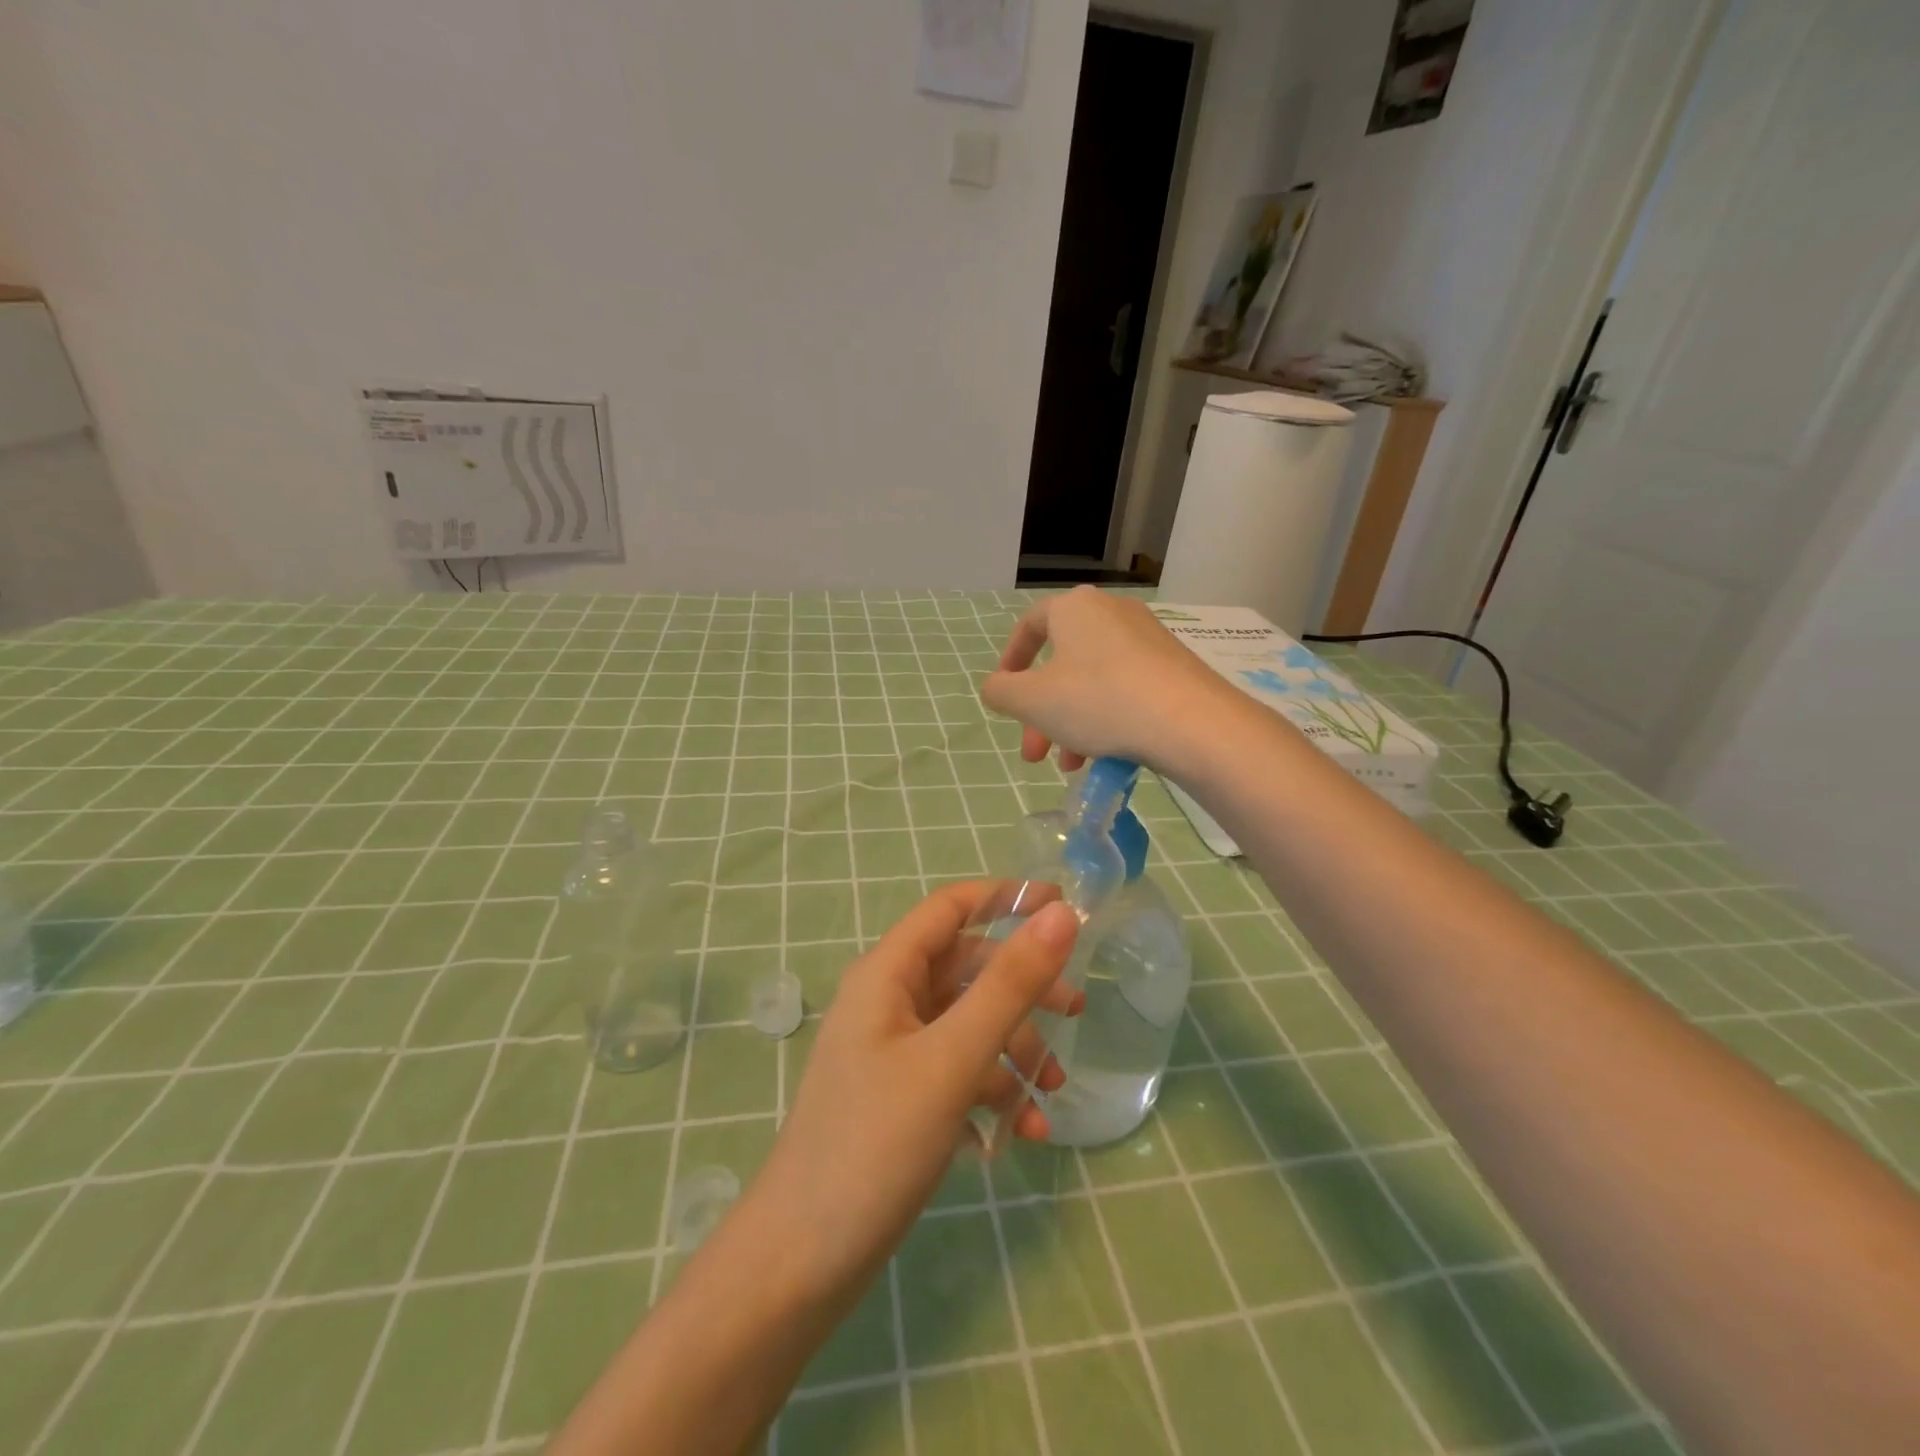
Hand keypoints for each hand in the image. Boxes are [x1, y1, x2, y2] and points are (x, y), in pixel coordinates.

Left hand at [748, 883, 1081, 1307]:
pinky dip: (993, 1090)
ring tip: (1049, 1096)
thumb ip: (1009, 985)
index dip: (1006, 897)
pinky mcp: (902, 1096)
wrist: (802, 1262)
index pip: (951, 908)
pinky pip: (959, 1070)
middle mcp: (889, 1001)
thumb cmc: (874, 1145)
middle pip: (968, 969)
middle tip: (1076, 1013)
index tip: (1063, 907)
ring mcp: (894, 1050)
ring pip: (969, 1023)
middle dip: (1022, 989)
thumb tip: (1061, 915)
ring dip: (1014, 1050)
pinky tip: (1021, 1132)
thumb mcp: (952, 1059)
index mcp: (887, 974)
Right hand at [981, 586, 1234, 774]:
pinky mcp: (1173, 666)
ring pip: (1093, 682)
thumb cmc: (1098, 701)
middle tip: (1034, 754)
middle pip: (1061, 664)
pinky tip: (1107, 756)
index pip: (1030, 625)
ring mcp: (1147, 638)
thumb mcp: (1032, 701)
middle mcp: (1111, 612)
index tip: (1005, 694)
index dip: (1011, 660)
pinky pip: (1125, 689)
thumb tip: (996, 687)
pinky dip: (1107, 719)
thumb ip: (1001, 692)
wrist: (1191, 721)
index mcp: (1074, 608)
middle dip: (1041, 713)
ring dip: (1072, 724)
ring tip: (1072, 766)